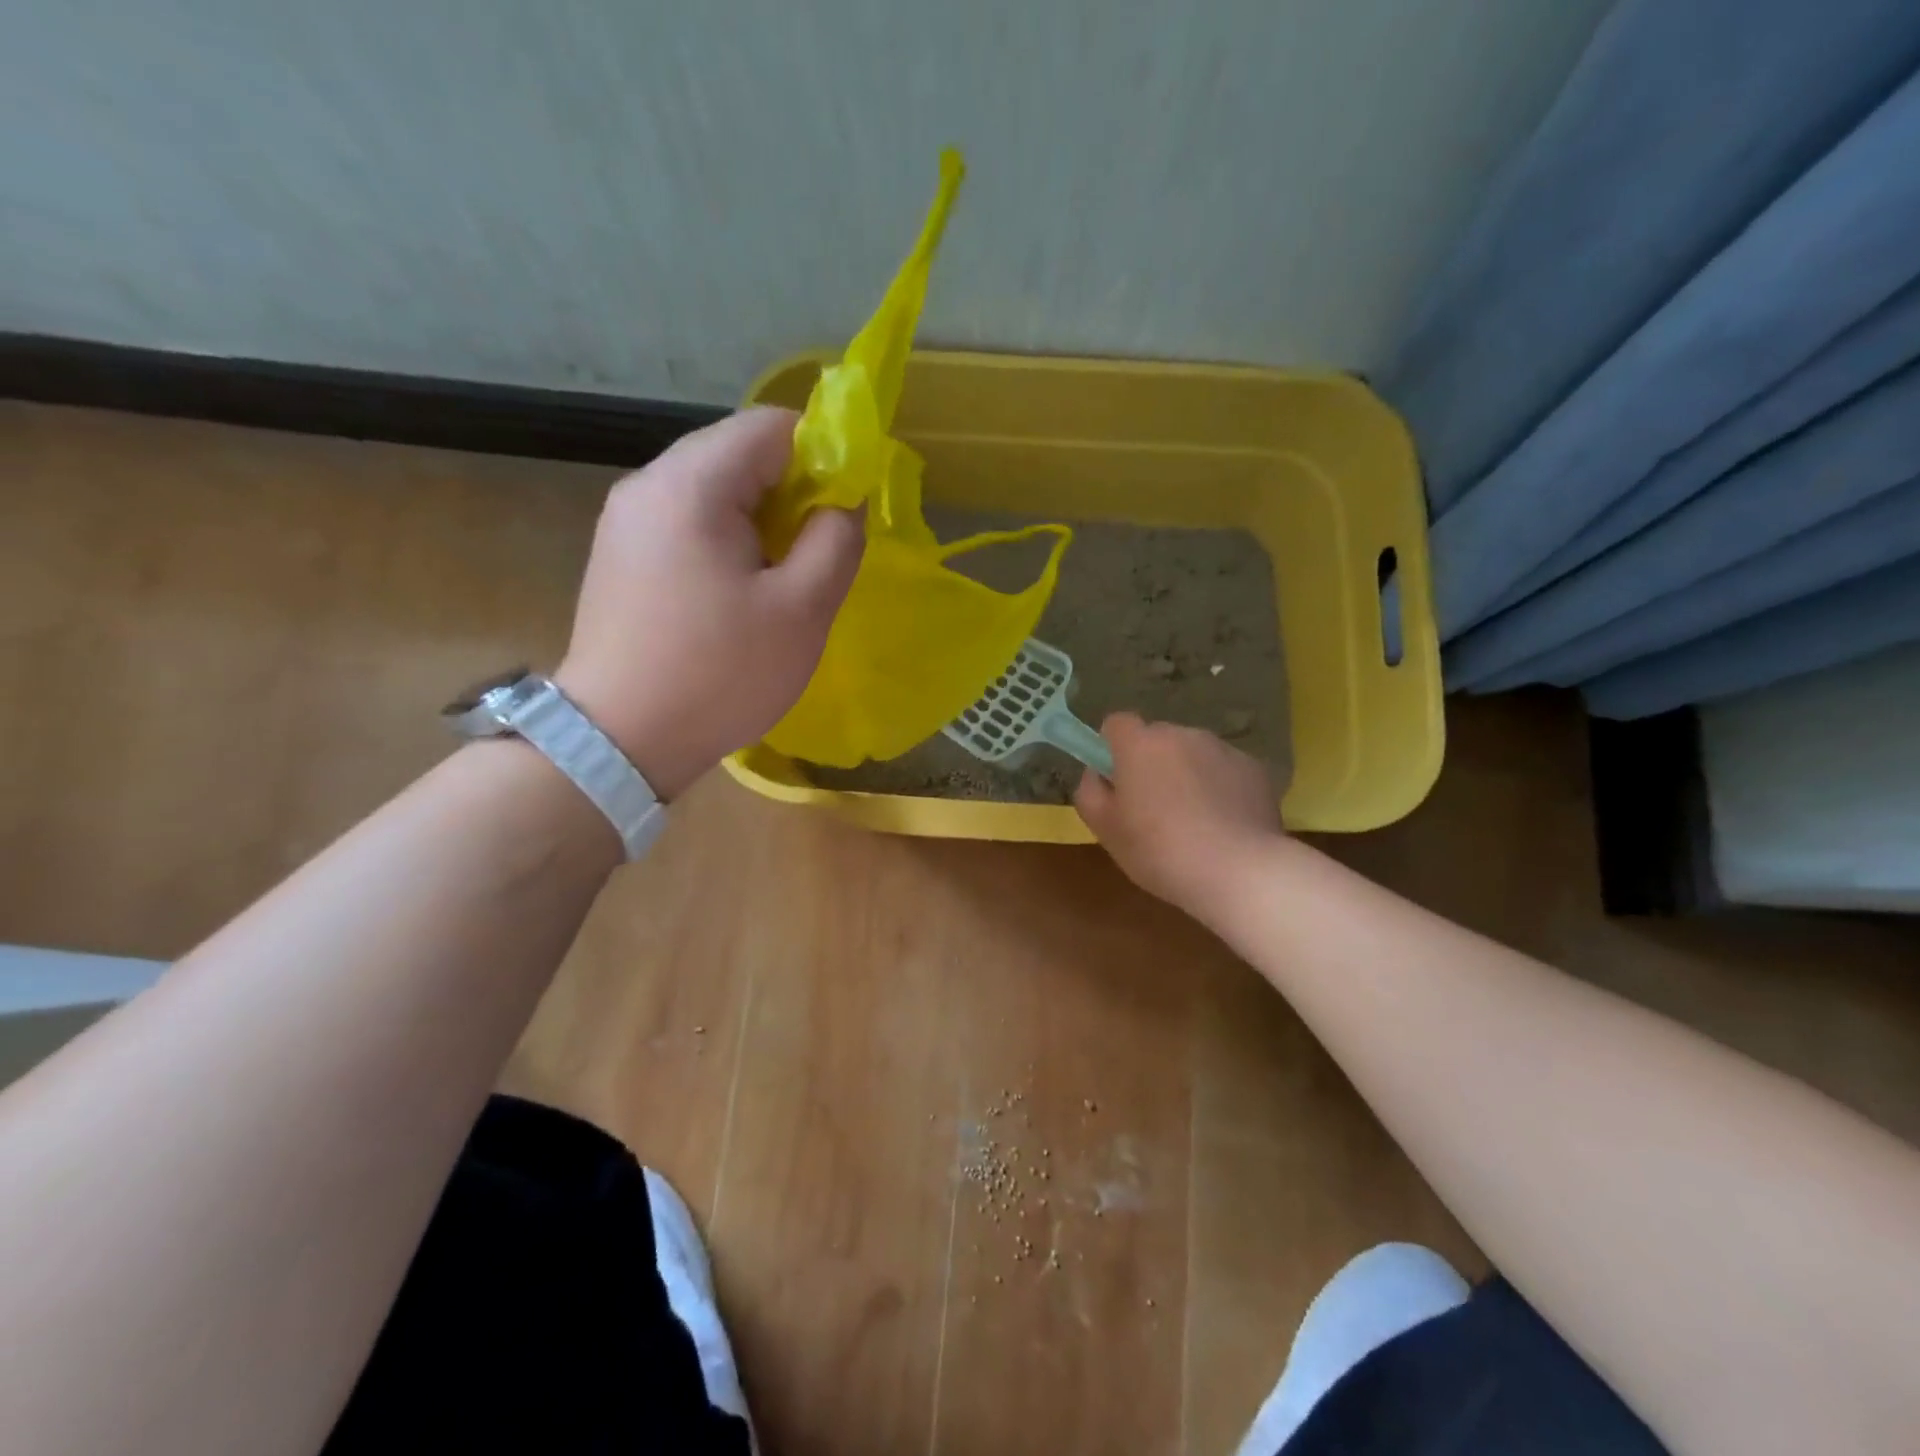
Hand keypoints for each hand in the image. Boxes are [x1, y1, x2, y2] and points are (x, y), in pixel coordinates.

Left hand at [556, 407, 862, 798]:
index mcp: (692, 484)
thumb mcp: (801, 610)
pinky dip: (725, 541)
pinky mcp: (619, 557)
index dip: (824, 454)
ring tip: (781, 579)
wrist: (618, 740)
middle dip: (792, 491)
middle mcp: (648, 485)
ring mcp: (625, 521)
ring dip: (761, 521)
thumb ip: (835, 540)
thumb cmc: (720, 672)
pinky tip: (737, 594)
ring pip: (713, 491)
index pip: (771, 426)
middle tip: (819, 550)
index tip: (847, 508)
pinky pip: (686, 524)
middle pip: (738, 454)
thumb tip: (842, 504)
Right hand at [1074, 712, 1282, 916]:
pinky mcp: (1255, 769)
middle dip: (1152, 763)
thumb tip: (1097, 773)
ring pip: (1193, 754)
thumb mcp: (1106, 830)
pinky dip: (1220, 788)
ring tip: (1194, 821)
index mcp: (1140, 745)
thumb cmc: (1160, 851)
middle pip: (1157, 738)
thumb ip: (1090, 792)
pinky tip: (1224, 825)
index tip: (1117, 779)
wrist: (1239, 871)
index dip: (1112, 746)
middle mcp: (1182, 735)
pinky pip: (1225, 771)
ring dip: (1187, 774)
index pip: (1117, 722)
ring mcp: (1223, 749)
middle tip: (1153, 808)